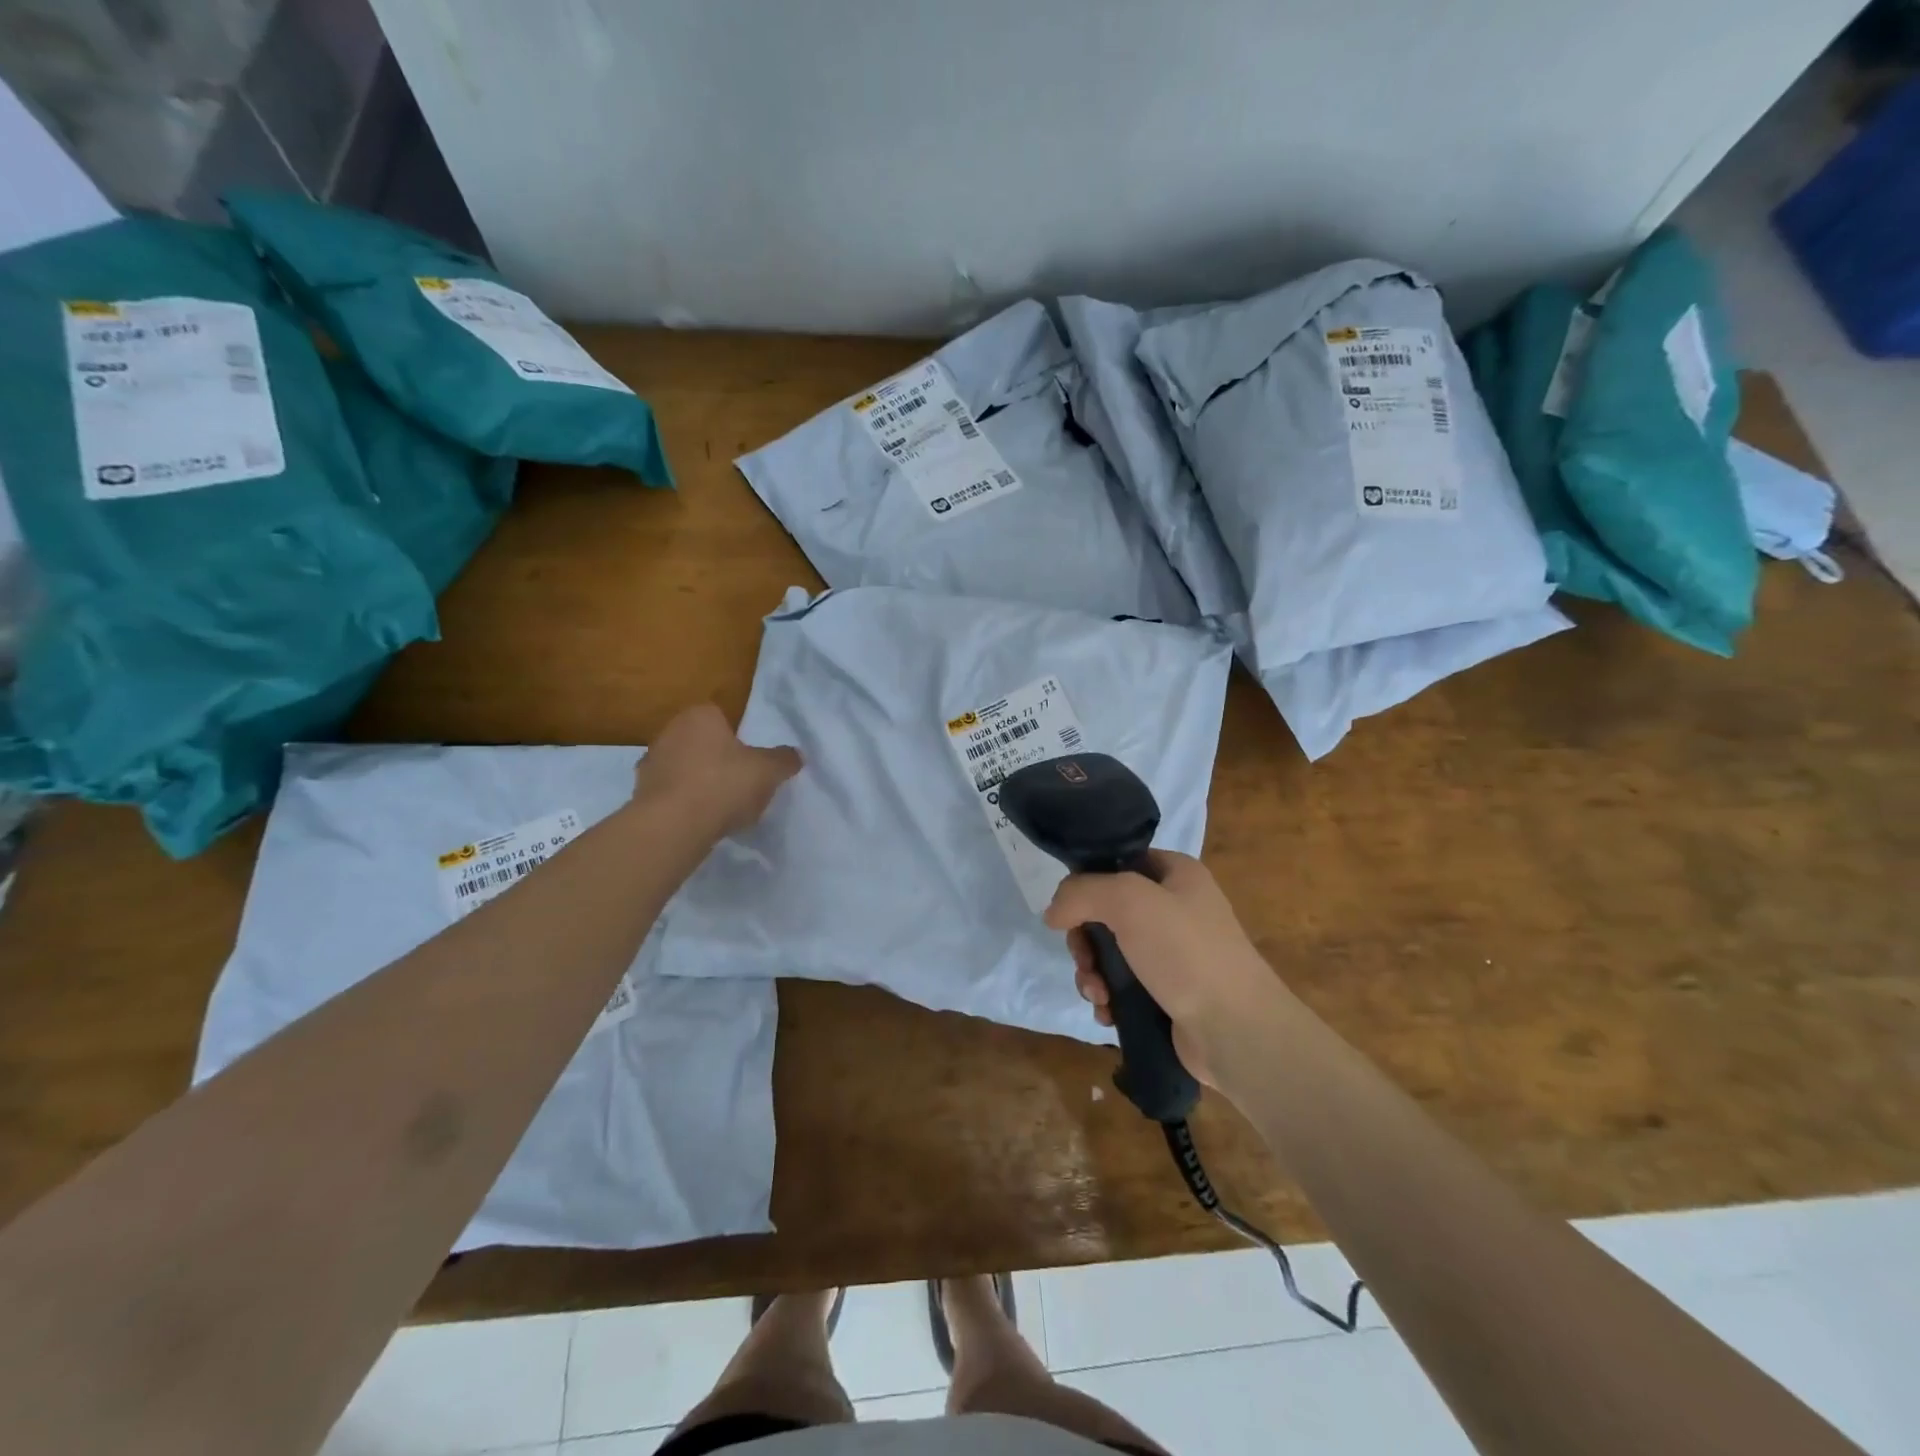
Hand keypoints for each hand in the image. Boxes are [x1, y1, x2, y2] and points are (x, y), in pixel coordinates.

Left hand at [632, 704, 801, 837]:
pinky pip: (671, 793)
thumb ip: (784, 760)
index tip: (750, 760)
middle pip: (701, 742)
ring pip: (684, 768)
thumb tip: (795, 755)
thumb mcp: (769, 771)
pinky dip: (684, 803)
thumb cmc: (724, 784)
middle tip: (739, 782)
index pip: (721, 717)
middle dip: (717, 759)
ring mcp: (650, 763)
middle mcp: (670, 731)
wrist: (674, 825)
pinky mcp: (640, 793)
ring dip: (698, 782)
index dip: (737, 738)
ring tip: (720, 807)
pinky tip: (700, 821)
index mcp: (700, 715)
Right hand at [1044, 850, 1278, 1087]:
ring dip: (1092, 972)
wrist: (1236, 1030)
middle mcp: (1176, 908)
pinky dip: (1109, 997)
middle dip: (1085, 940)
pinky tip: (1107, 1012)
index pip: (1120, 861)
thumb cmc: (1186, 952)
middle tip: (1084, 961)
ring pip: (1111, 952)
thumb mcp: (1128, 901)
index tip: (1069, 909)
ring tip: (1097, 994)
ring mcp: (1173, 953)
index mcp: (1177, 874)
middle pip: (1107, 911)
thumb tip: (1052, 912)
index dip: (1089, 881)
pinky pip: (1124, 986)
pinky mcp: (1169, 993)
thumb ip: (1081, 893)